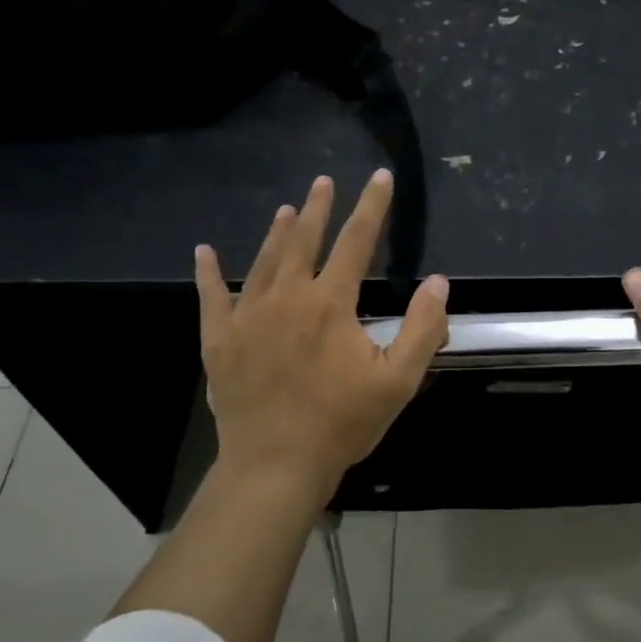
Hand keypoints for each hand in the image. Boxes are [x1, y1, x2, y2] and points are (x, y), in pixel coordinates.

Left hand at [195, 169, 447, 499]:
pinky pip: (211, 297)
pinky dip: (208, 273)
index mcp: (331, 303)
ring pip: (264, 261)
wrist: (276, 464)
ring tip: (287, 209)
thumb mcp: (398, 381)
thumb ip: (423, 328)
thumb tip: (437, 282)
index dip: (372, 207)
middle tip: (324, 182)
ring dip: (277, 233)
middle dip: (318, 208)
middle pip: (304, 240)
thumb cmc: (342, 423)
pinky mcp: (220, 340)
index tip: (379, 178)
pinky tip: (203, 252)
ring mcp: (248, 316)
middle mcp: (287, 297)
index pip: (356, 241)